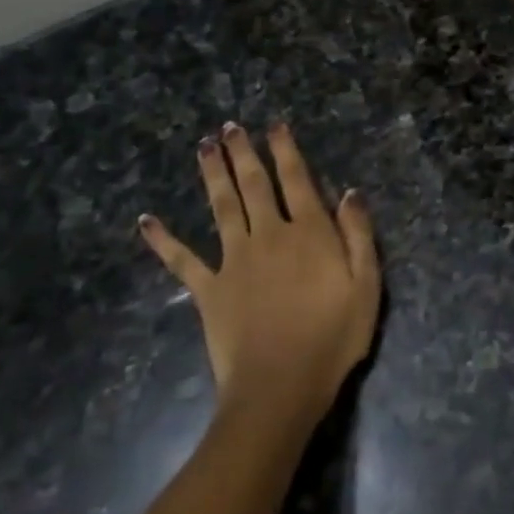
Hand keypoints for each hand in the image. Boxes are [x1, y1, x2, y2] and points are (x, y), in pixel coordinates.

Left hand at [138, 123, 379, 431]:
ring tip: (203, 148)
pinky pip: (182, 260)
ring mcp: (234, 260)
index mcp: (309, 234)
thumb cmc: (333, 337)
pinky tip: (146, 221)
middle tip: (229, 127)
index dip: (286, 151)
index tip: (275, 126)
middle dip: (242, 153)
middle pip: (254, 185)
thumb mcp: (366, 286)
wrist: (280, 386)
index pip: (297, 181)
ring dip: (211, 175)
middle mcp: (268, 235)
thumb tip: (350, 193)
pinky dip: (163, 240)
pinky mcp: (208, 289)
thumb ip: (359, 236)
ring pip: (221, 207)